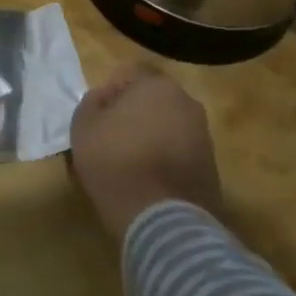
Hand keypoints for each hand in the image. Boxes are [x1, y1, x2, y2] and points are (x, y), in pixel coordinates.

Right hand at [68, 66, 220, 244]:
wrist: (162, 217)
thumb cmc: (115, 161)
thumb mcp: (84, 125)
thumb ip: (92, 101)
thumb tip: (105, 97)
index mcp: (157, 85)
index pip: (128, 78)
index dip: (109, 97)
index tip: (97, 119)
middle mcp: (187, 103)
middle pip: (152, 102)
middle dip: (133, 115)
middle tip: (111, 138)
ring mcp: (204, 136)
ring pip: (168, 127)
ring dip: (150, 137)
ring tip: (129, 163)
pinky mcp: (212, 167)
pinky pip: (179, 153)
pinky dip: (165, 159)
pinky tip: (147, 180)